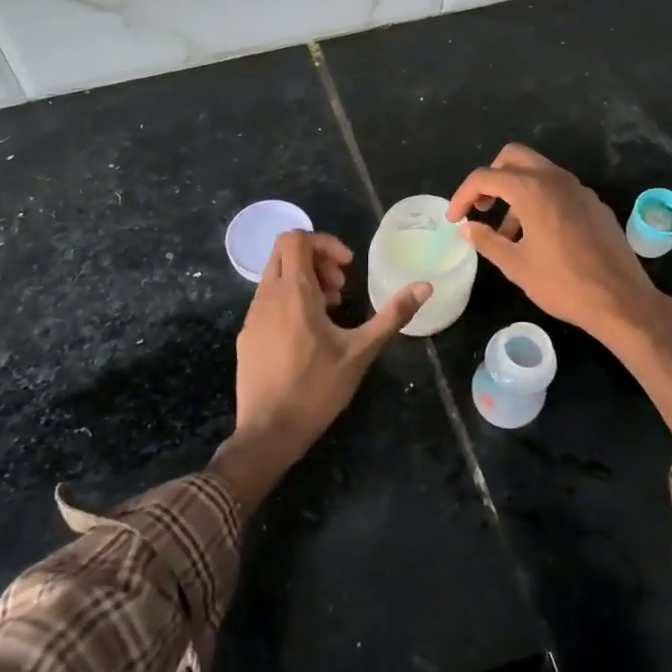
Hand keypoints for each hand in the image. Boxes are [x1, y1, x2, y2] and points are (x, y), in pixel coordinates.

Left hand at [210, 230, 430, 510]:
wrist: (267, 433)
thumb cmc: (316, 389)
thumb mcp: (361, 351)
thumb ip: (393, 315)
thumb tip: (425, 286)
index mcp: (293, 292)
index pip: (296, 238)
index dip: (324, 242)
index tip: (347, 267)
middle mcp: (266, 296)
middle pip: (284, 252)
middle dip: (315, 259)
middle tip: (340, 287)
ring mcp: (251, 316)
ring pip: (275, 277)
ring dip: (304, 281)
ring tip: (329, 312)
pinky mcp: (246, 336)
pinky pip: (267, 301)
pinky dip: (289, 301)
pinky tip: (308, 335)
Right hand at [447, 143, 667, 345]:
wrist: (621, 300)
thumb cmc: (563, 284)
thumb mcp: (516, 266)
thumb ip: (487, 241)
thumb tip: (467, 227)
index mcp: (532, 190)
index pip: (486, 177)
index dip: (463, 195)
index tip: (455, 219)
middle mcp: (556, 179)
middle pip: (513, 158)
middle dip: (491, 178)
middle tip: (481, 207)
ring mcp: (579, 189)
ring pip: (538, 172)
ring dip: (516, 191)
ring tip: (508, 233)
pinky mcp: (594, 204)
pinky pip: (558, 189)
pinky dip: (539, 200)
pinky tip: (539, 236)